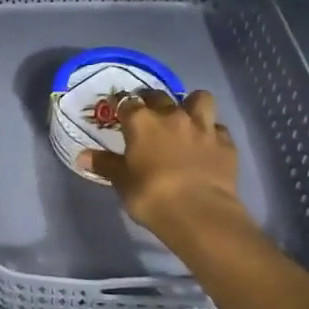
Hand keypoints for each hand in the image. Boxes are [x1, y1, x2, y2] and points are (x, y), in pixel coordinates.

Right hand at [80, 90, 255, 245]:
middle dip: (152, 101)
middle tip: (148, 115)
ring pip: (199, 99)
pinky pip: (218, 127)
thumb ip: (105, 164)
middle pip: (160, 95)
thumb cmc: (151, 195)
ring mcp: (202, 127)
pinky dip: (212, 132)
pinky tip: (207, 144)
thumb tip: (82, 157)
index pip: (126, 101)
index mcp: (142, 122)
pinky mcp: (225, 142)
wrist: (198, 212)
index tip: (116, 110)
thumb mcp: (122, 182)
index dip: (120, 104)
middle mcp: (172, 115)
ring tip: (185, 117)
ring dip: (191, 105)